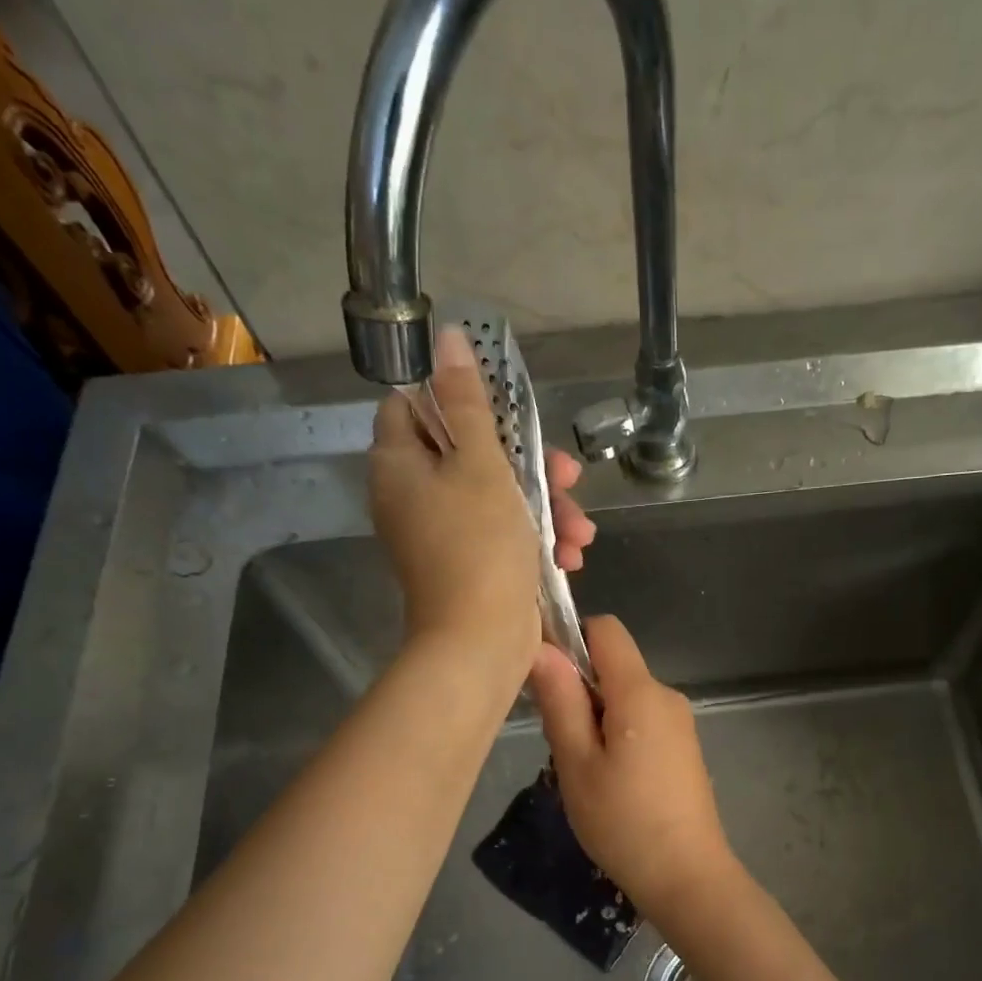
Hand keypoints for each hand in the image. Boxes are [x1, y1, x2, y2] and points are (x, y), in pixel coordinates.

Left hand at [369, 326, 596, 684]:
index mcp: (400, 466)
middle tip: (568, 476)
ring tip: (581, 532)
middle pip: (470, 455)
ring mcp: (442, 535)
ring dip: (546, 510)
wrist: (481, 642)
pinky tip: (571, 555)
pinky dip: (536, 541)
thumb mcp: (480, 465)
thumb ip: (469, 402)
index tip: (505, 412)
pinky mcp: (470, 565)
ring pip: (497, 498)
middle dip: (529, 466)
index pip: (412, 407)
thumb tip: (448, 338)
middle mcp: (413, 497)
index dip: (458, 400)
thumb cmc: (479, 546)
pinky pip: (503, 536)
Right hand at [530, 615, 740, 915]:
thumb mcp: (577, 762)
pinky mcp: (684, 747)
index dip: (571, 639)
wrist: (687, 876)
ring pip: (625, 696)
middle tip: (559, 741)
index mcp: (641, 691)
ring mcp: (680, 723)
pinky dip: (617, 734)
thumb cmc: (623, 821)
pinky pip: (642, 720)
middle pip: (614, 666)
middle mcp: (666, 696)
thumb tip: (541, 648)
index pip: (606, 629)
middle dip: (579, 689)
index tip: (545, 679)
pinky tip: (608, 780)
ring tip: (582, 769)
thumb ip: (560, 701)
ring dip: (596, 717)